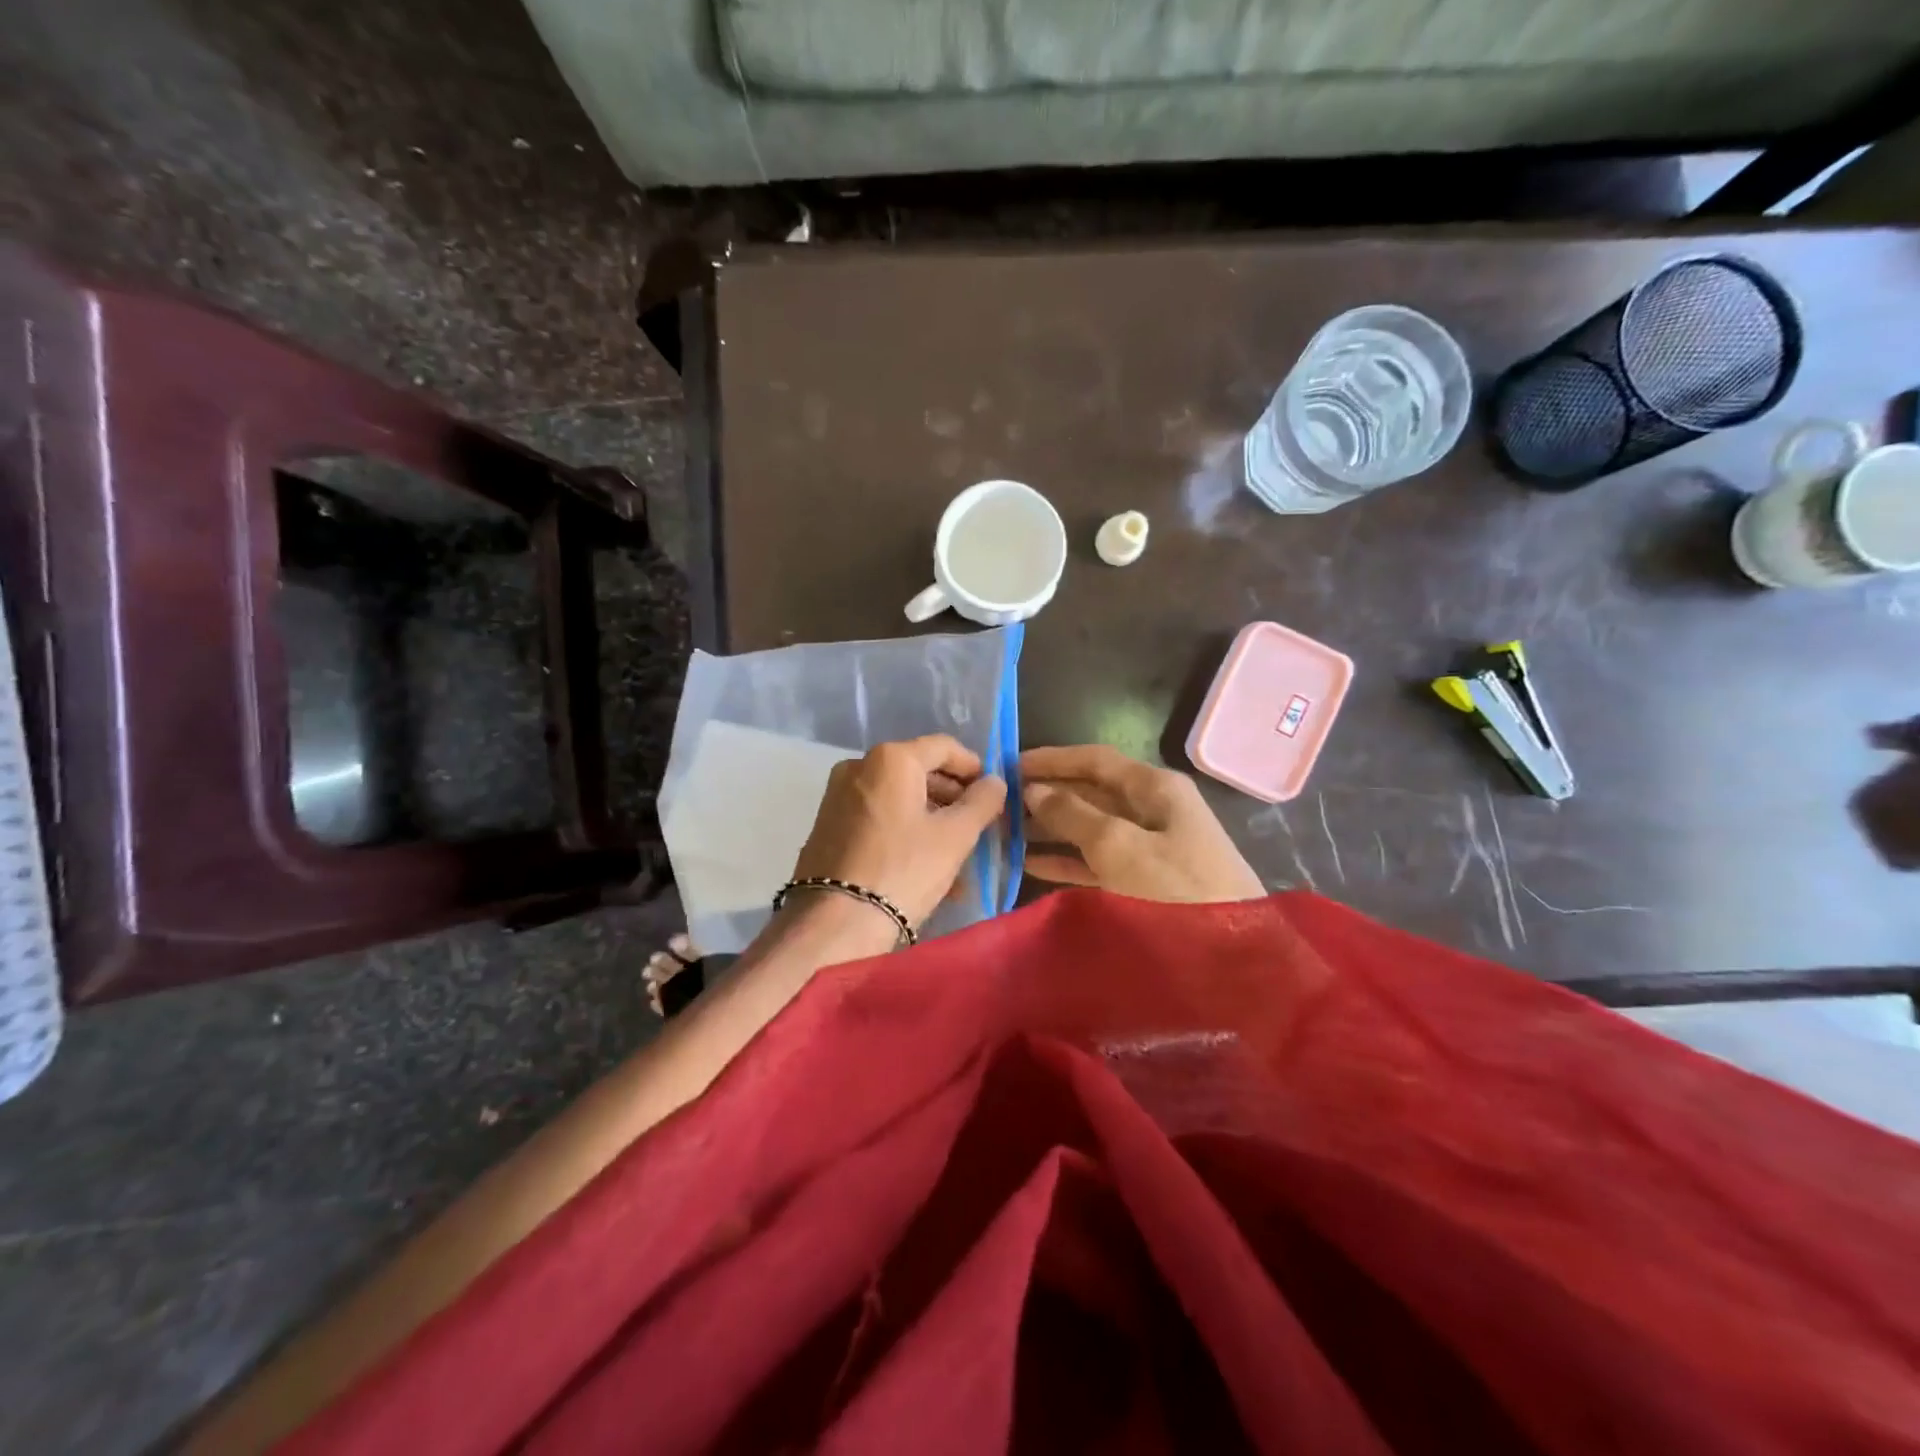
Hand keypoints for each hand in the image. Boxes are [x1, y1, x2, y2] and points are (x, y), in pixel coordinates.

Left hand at [792, 736, 1007, 933]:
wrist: (834, 923)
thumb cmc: (903, 870)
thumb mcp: (955, 836)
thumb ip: (982, 802)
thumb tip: (994, 782)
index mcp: (891, 759)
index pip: (944, 746)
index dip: (973, 766)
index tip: (992, 793)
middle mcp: (859, 766)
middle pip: (919, 771)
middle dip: (952, 797)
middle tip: (978, 824)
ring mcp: (838, 796)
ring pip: (899, 798)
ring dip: (931, 819)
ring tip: (957, 856)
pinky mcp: (828, 825)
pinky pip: (878, 817)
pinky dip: (905, 831)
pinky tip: (925, 866)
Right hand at [1020, 744, 1264, 903]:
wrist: (1235, 957)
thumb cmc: (1176, 890)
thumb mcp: (1119, 846)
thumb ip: (1073, 815)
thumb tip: (1035, 790)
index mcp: (1155, 787)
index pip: (1095, 760)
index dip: (1052, 759)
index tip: (1009, 765)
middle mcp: (1154, 810)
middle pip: (1092, 792)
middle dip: (1048, 795)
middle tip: (1001, 803)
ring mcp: (1152, 847)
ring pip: (1092, 828)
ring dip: (1052, 829)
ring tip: (1007, 833)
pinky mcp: (1147, 882)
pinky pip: (1099, 861)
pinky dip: (1068, 860)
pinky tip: (1032, 865)